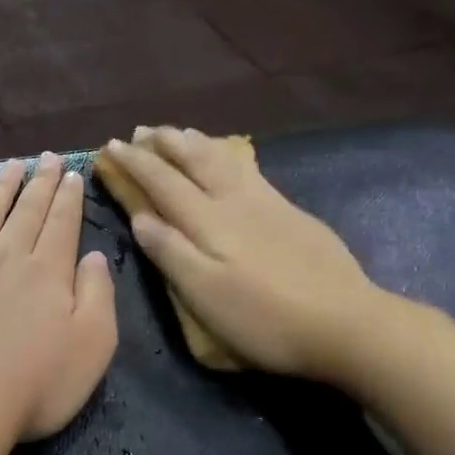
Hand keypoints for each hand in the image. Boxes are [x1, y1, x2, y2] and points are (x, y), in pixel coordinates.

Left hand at [0, 154, 117, 442]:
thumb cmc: (33, 385)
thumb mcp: (93, 347)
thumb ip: (98, 296)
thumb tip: (94, 255)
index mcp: (48, 271)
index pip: (62, 223)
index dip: (68, 197)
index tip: (70, 173)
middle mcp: (7, 254)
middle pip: (27, 210)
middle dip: (40, 182)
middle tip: (47, 157)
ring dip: (2, 185)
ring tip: (12, 164)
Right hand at [102, 127, 381, 381]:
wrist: (344, 322)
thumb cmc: (264, 319)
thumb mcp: (205, 295)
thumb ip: (170, 253)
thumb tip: (140, 217)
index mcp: (208, 222)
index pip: (162, 183)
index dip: (135, 163)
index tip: (110, 146)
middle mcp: (234, 201)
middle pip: (194, 161)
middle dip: (164, 143)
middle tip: (141, 131)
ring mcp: (267, 203)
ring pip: (224, 159)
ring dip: (195, 142)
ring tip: (180, 133)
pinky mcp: (291, 213)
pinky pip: (249, 169)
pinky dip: (228, 155)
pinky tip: (231, 159)